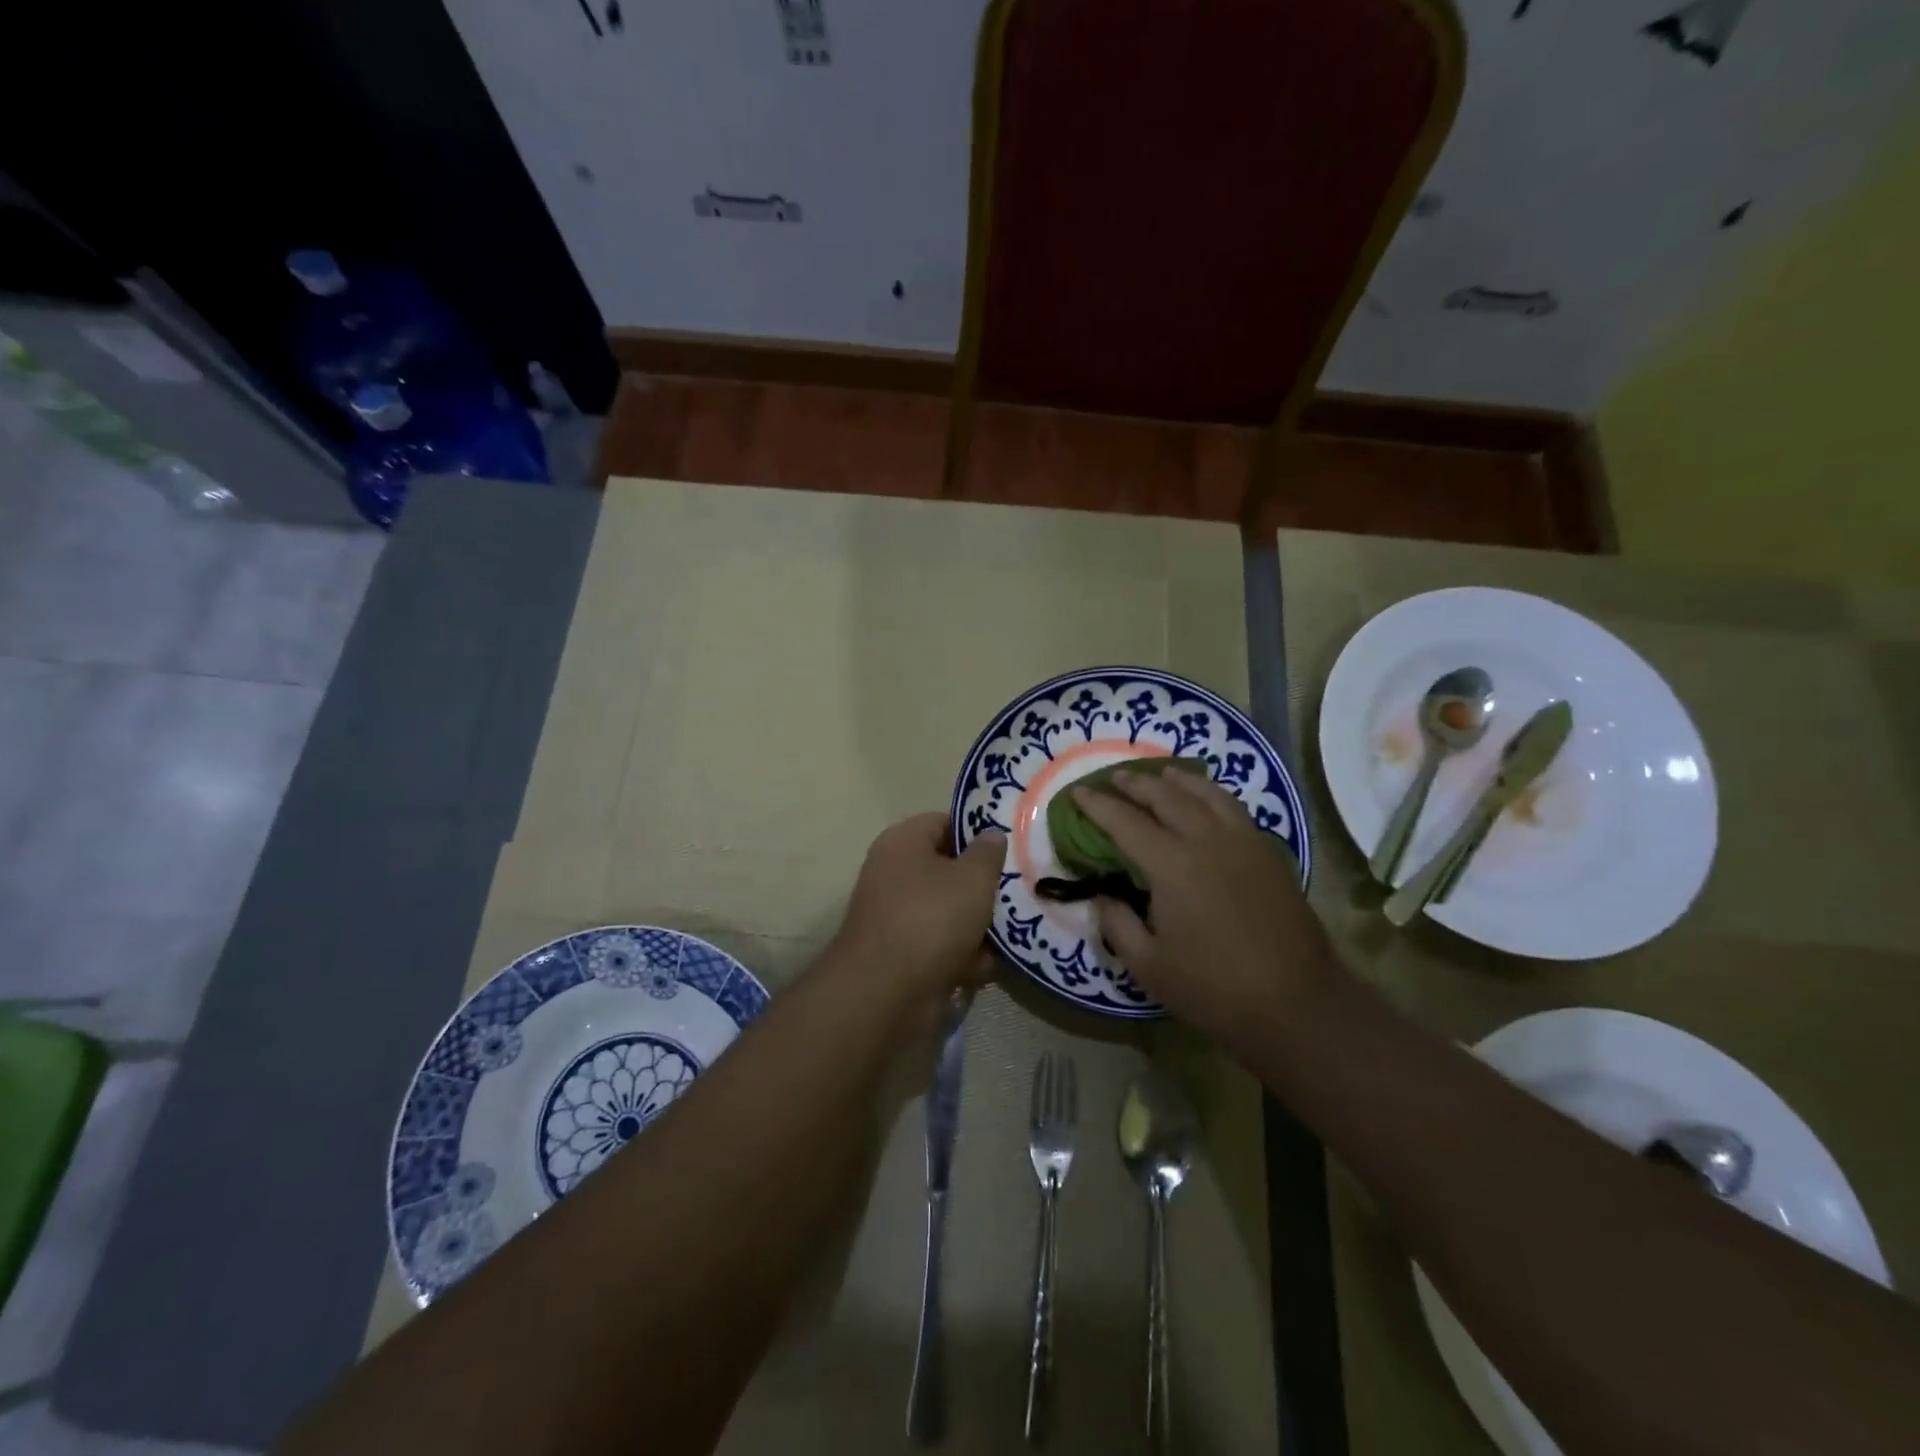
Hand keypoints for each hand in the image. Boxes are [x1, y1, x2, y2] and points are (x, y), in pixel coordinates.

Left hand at [830, 813, 1005, 1001]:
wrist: (884, 992)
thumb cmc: (931, 918)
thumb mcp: (973, 878)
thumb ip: (988, 852)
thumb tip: (991, 833)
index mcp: (903, 842)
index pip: (944, 822)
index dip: (978, 832)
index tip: (1011, 847)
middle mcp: (894, 873)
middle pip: (948, 870)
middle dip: (983, 885)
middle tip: (1018, 891)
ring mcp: (896, 915)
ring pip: (948, 911)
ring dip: (977, 924)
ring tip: (1010, 932)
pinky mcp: (902, 954)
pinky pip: (940, 944)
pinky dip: (962, 955)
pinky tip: (985, 966)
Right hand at [1073, 769, 1331, 1047]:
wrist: (1296, 1003)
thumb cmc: (1213, 988)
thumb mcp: (1148, 966)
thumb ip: (1118, 924)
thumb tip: (1103, 895)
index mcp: (1171, 866)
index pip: (1125, 822)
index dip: (1097, 805)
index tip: (1077, 793)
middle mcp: (1206, 841)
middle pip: (1165, 796)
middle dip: (1135, 783)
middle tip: (1115, 778)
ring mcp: (1242, 842)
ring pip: (1205, 794)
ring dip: (1177, 780)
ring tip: (1161, 775)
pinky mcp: (1268, 853)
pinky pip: (1234, 808)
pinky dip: (1211, 794)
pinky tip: (1206, 801)